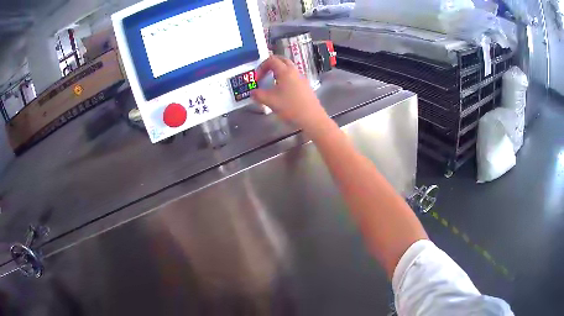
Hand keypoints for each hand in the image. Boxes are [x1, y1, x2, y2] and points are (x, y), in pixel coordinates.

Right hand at [251, 56, 330, 134]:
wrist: (312, 118)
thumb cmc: (290, 107)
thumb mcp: (270, 101)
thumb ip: (258, 95)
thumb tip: (253, 92)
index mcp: (285, 71)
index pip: (272, 60)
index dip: (262, 66)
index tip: (257, 78)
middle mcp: (295, 72)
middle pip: (282, 60)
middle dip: (271, 64)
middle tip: (264, 74)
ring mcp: (302, 79)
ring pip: (289, 68)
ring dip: (279, 71)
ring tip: (272, 83)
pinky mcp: (306, 87)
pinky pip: (294, 77)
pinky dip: (285, 78)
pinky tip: (282, 91)